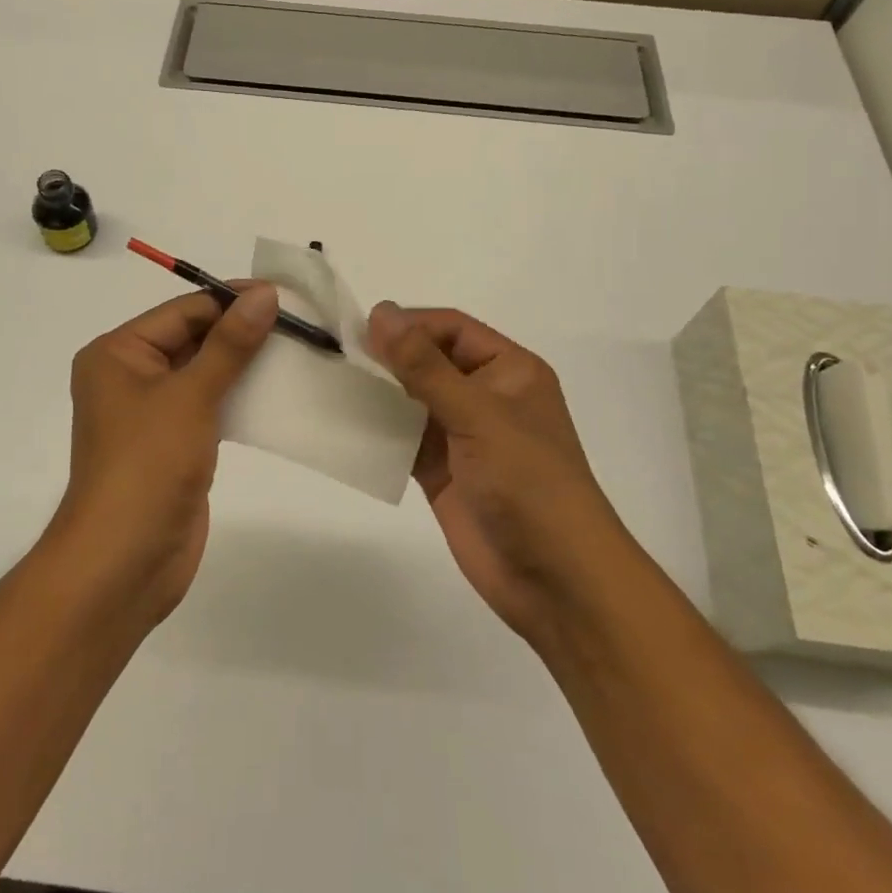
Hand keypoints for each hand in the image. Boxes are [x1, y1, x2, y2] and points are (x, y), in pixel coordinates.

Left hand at [45, 284, 277, 624]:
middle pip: (193, 338)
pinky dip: (240, 396)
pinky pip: (210, 406)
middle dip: (242, 332)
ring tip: (298, 352)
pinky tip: (278, 391)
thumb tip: (264, 293)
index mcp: (118, 353)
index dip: (232, 300)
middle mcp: (130, 376)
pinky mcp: (174, 444)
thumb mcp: (190, 395)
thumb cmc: (148, 465)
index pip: (184, 311)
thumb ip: (230, 344)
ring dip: (246, 364)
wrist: (125, 562)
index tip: (284, 296)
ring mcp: (152, 413)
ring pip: (205, 373)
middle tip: (300, 324)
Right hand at [366, 303, 622, 645]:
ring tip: (336, 383)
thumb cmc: (528, 483)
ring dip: (380, 392)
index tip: (361, 331)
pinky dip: (379, 431)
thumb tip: (381, 313)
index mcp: (510, 371)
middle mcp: (486, 396)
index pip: (452, 329)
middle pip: (430, 361)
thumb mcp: (478, 415)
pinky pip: (404, 439)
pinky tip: (346, 423)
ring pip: (413, 400)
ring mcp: (463, 436)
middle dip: (390, 357)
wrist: (556, 579)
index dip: (410, 325)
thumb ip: (425, 366)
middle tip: (341, 355)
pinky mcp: (442, 472)